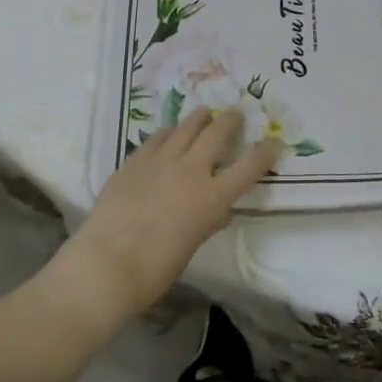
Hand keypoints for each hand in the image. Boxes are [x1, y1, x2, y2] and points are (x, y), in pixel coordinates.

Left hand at [49, 107, 281, 331]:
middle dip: (230, 120)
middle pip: (217, 133)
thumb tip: (217, 212)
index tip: (275, 143)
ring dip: (199, 118)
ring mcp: (160, 161)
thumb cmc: (156, 268)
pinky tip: (169, 133)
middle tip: (236, 114)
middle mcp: (191, 170)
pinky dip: (169, 133)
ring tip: (204, 113)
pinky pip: (157, 138)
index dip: (266, 152)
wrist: (107, 264)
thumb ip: (207, 221)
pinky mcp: (134, 161)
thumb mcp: (193, 244)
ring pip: (186, 127)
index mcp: (213, 197)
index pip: (250, 167)